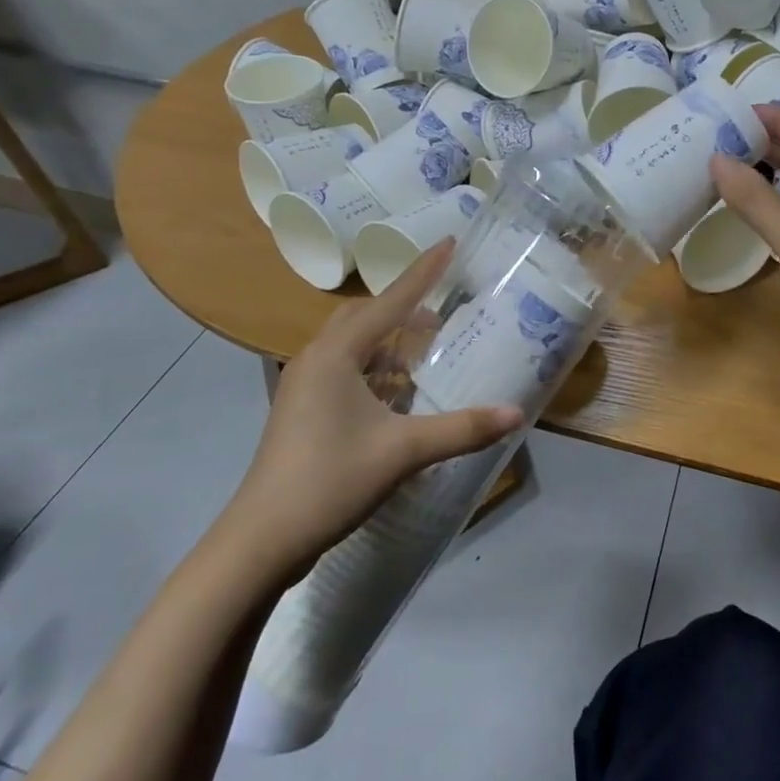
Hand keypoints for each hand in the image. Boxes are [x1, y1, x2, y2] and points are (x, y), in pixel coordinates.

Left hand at [223, 241, 522, 576]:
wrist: (263, 538)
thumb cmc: (331, 480)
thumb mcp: (403, 451)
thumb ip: (462, 429)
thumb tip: (516, 413)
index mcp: (337, 354)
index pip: (390, 301)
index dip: (424, 271)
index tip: (450, 242)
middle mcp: (316, 359)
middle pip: (365, 318)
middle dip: (405, 308)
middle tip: (443, 312)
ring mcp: (304, 386)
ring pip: (352, 346)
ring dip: (389, 342)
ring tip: (427, 352)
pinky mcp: (302, 411)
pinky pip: (345, 371)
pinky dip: (376, 371)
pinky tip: (399, 395)